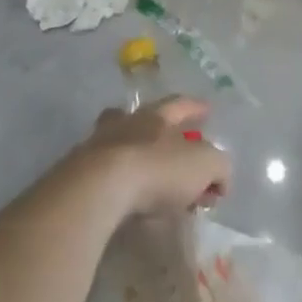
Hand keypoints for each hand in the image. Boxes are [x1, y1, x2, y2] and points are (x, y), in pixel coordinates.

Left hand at [74, 96, 230, 218]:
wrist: (99, 189)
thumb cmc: (157, 169)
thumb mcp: (203, 165)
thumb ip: (218, 166)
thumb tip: (220, 177)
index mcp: (157, 116)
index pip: (180, 104)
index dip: (195, 107)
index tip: (207, 109)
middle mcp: (127, 122)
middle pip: (144, 118)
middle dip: (159, 128)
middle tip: (174, 144)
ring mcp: (98, 145)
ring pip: (120, 141)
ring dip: (135, 153)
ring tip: (146, 175)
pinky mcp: (80, 173)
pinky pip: (104, 172)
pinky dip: (117, 180)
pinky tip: (124, 197)